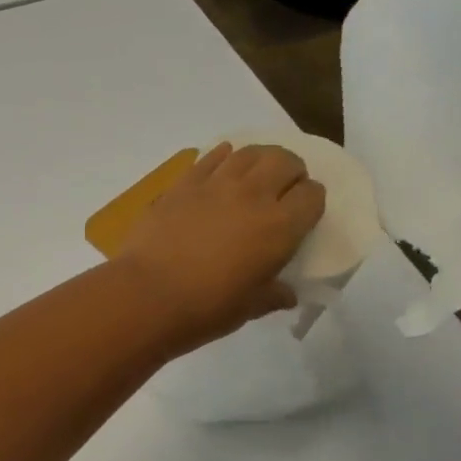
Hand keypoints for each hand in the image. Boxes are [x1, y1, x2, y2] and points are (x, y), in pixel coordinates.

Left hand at [115, 143, 325, 353]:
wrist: (147, 294)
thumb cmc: (206, 308)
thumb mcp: (250, 307)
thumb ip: (273, 295)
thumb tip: (287, 295)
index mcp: (280, 227)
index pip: (312, 195)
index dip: (312, 200)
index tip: (304, 212)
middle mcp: (252, 196)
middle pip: (284, 161)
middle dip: (292, 170)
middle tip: (284, 186)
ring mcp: (214, 184)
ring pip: (248, 152)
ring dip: (259, 158)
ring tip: (256, 173)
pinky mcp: (182, 184)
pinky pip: (210, 158)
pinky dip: (222, 156)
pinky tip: (223, 162)